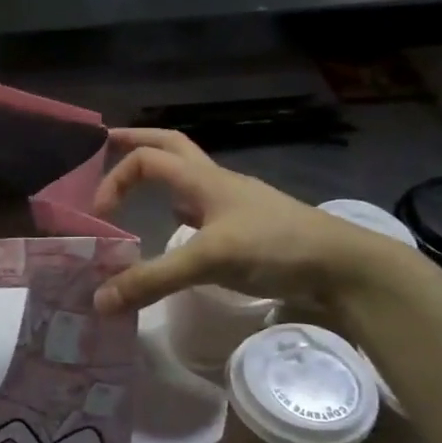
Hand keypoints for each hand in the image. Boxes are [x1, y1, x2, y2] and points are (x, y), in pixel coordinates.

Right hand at [90, 128, 414, 314]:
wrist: (343, 266)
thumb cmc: (276, 247)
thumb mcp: (209, 260)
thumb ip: (152, 279)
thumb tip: (98, 300)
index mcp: (204, 179)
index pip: (148, 159)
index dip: (116, 178)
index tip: (99, 214)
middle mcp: (217, 183)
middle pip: (171, 147)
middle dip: (137, 143)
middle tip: (105, 146)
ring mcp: (235, 205)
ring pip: (188, 177)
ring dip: (159, 176)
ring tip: (134, 192)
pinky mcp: (247, 229)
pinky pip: (203, 207)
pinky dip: (180, 209)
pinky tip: (177, 230)